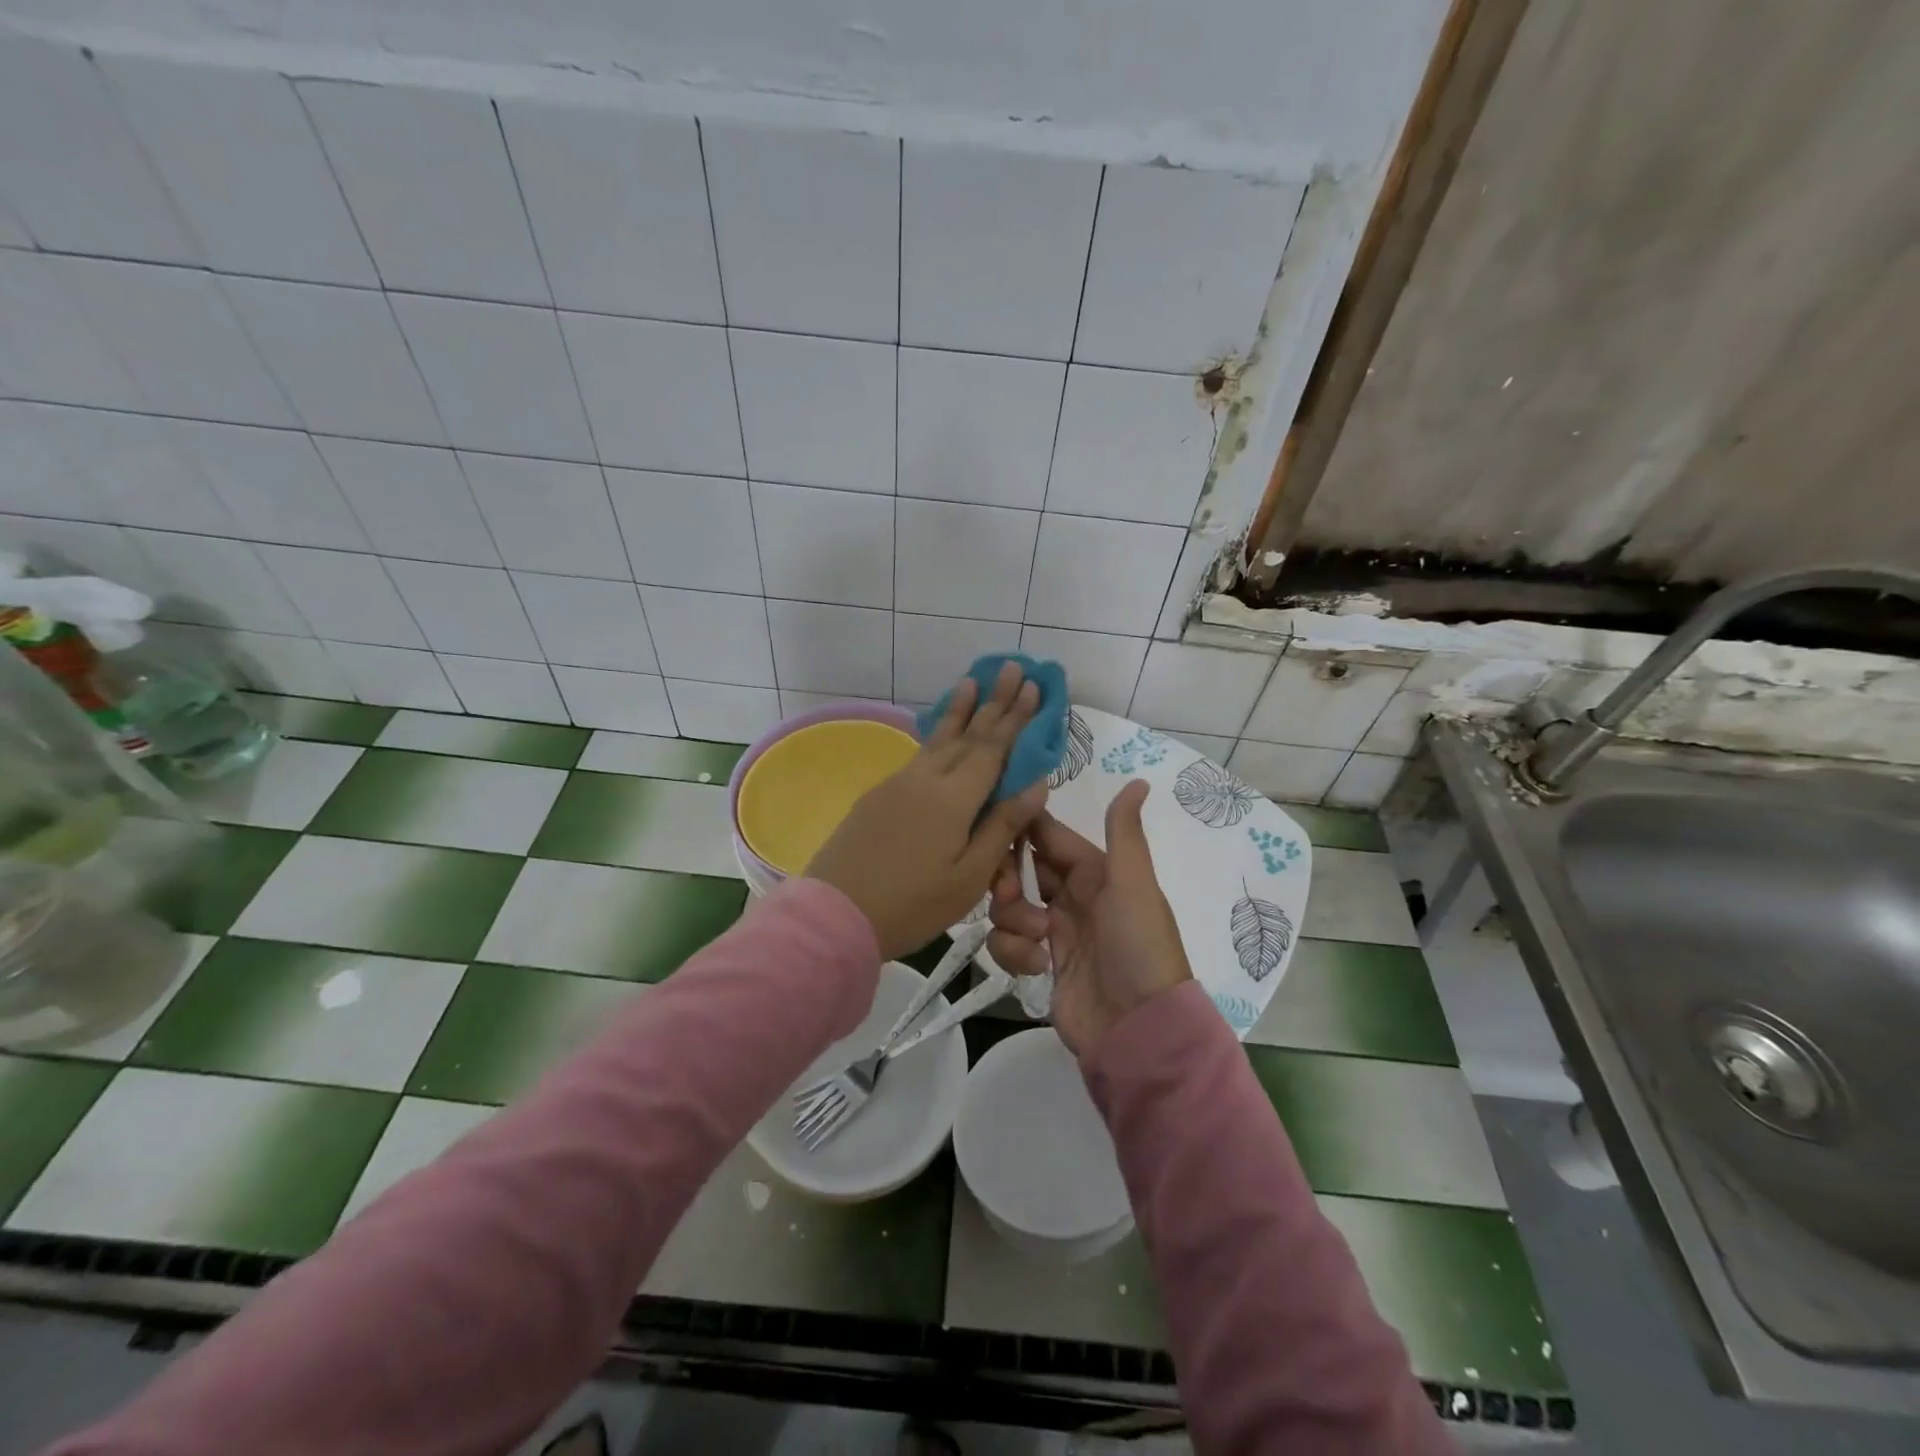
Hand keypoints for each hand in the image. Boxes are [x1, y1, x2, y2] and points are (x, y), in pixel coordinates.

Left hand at [805, 663, 1047, 959]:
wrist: (835, 914)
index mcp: (954, 798)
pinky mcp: (879, 795)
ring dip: (959, 710)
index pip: (993, 748)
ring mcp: (898, 784)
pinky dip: (937, 735)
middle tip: (1013, 668)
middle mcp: (926, 779)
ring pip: (938, 739)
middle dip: (993, 701)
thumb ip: (1002, 826)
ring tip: (971, 681)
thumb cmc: (911, 905)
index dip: (1015, 718)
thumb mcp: (968, 876)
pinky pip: (919, 754)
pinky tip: (940, 733)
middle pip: (967, 734)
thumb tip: (1036, 782)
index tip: (1033, 686)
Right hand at [987, 781, 1191, 1056]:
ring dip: (1013, 921)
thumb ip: (1124, 831)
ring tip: (1039, 942)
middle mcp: (1070, 895)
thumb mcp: (1133, 884)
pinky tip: (1038, 967)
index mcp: (1092, 870)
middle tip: (1010, 897)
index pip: (1045, 834)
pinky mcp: (1037, 962)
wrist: (1137, 1029)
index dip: (1019, 828)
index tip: (990, 826)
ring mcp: (1052, 930)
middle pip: (1018, 868)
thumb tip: (1138, 780)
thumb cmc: (1138, 946)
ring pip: (1006, 906)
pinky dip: (1015, 952)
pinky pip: (1006, 943)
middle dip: (1007, 880)